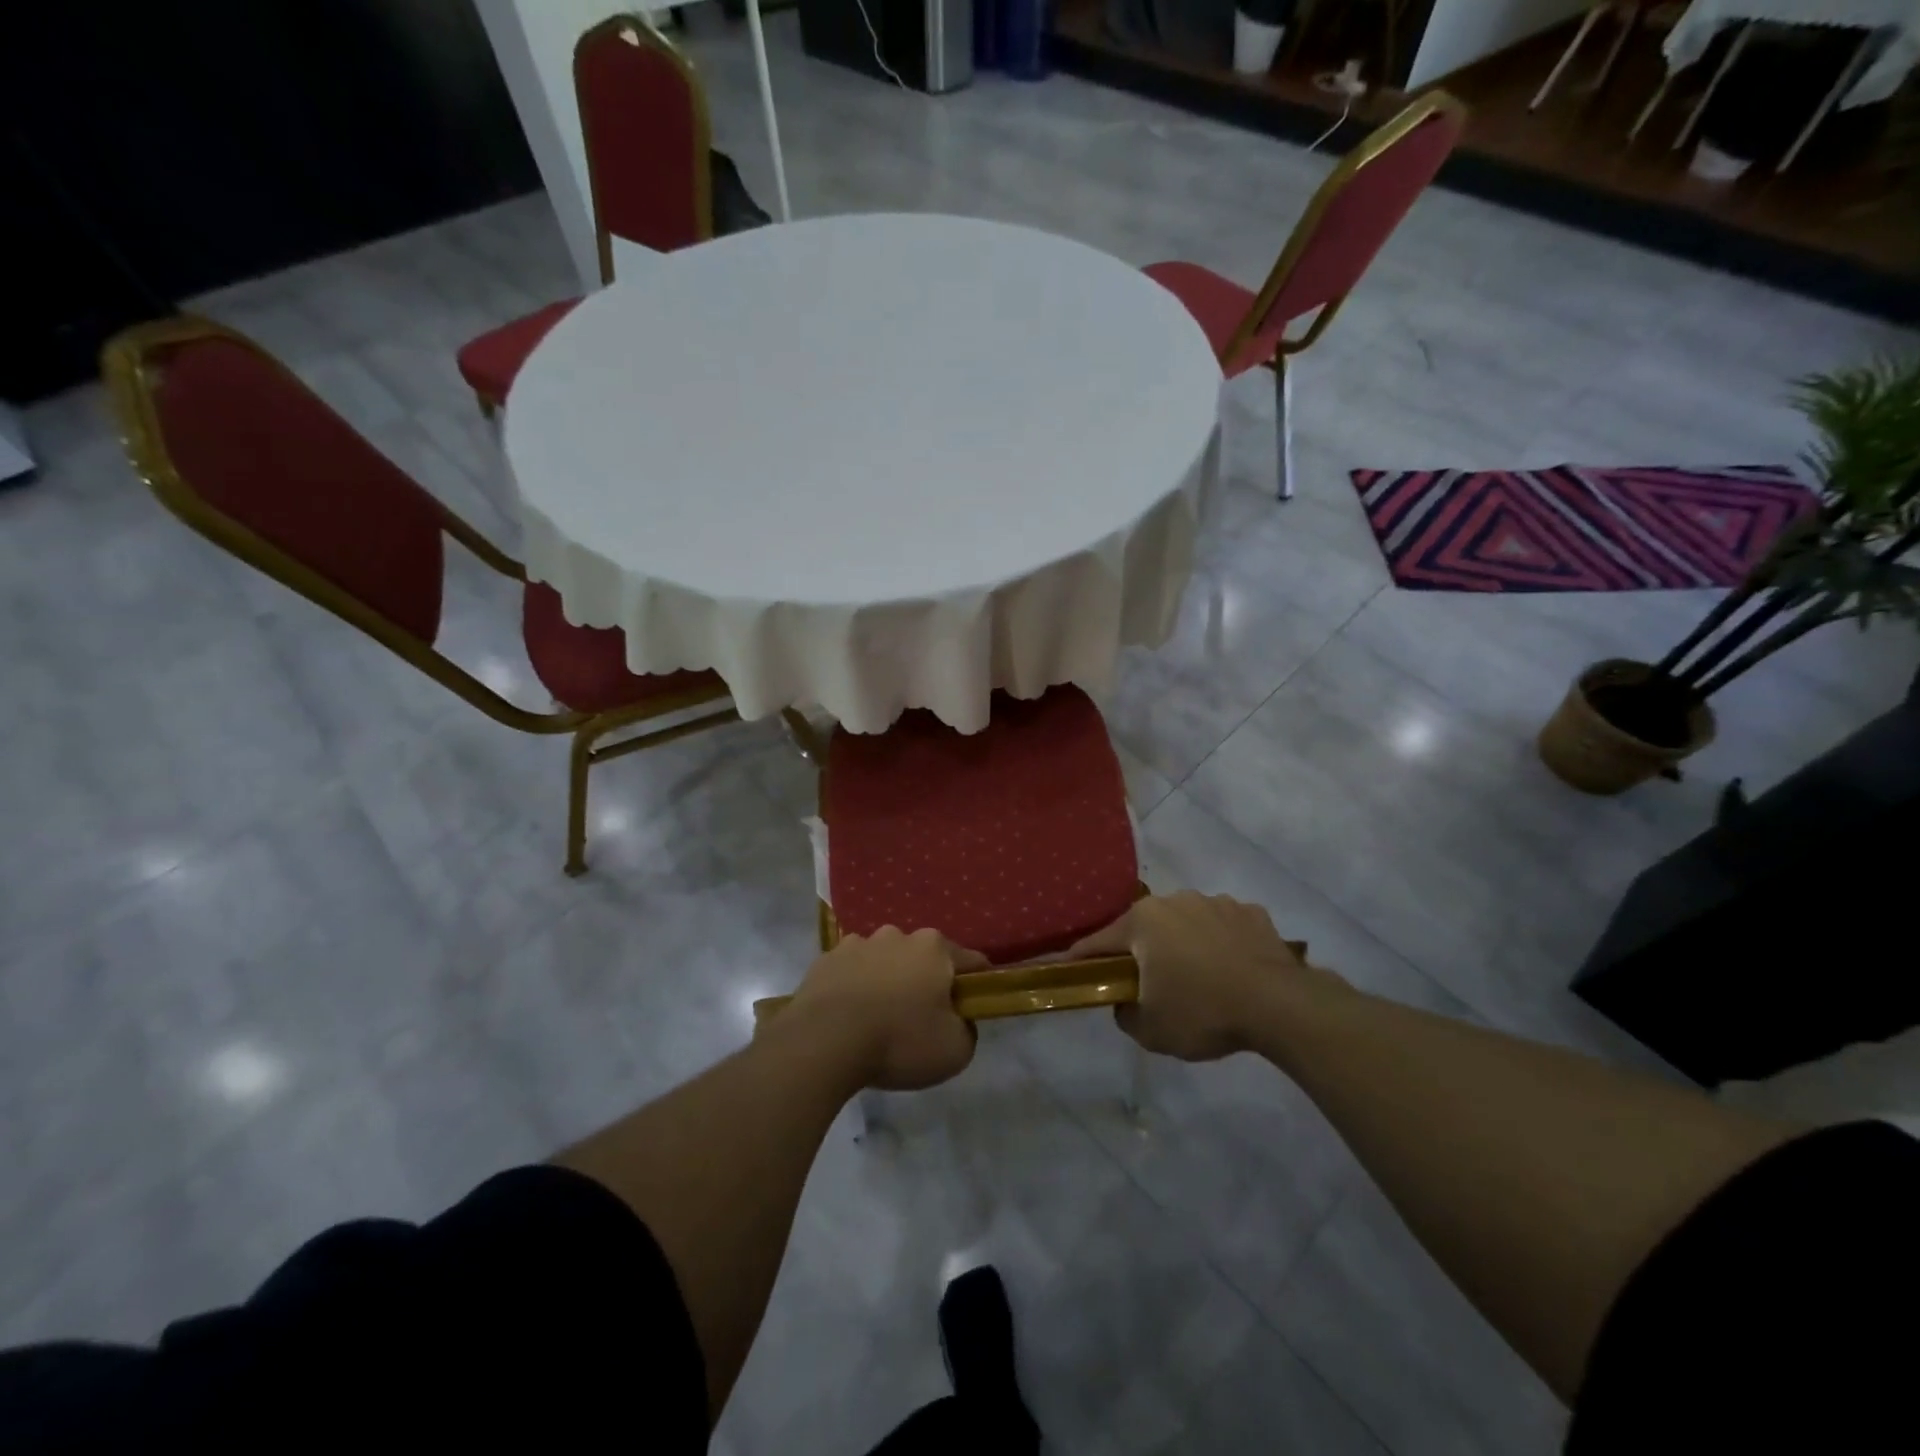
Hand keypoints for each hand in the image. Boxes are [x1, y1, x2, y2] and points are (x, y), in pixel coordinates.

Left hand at [786, 927, 985, 1090]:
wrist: (823, 1041)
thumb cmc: (899, 1041)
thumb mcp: (955, 1051)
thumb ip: (968, 1030)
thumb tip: (960, 1020)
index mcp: (934, 948)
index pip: (970, 962)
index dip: (977, 985)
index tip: (972, 1008)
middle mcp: (898, 935)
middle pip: (923, 958)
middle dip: (925, 982)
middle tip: (920, 1020)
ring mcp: (857, 943)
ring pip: (884, 961)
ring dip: (887, 981)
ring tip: (878, 1020)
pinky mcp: (825, 959)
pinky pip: (850, 972)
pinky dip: (854, 988)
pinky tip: (849, 1017)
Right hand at [1069, 892, 1349, 1060]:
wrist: (1279, 1005)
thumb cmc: (1203, 1012)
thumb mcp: (1150, 1030)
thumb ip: (1124, 1014)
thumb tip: (1124, 1003)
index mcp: (1143, 922)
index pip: (1099, 941)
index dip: (1084, 959)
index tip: (1074, 970)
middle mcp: (1175, 901)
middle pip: (1145, 928)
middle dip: (1141, 952)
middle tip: (1147, 983)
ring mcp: (1216, 902)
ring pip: (1186, 924)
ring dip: (1183, 944)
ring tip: (1198, 978)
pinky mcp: (1251, 913)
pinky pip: (1224, 928)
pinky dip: (1220, 944)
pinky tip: (1232, 971)